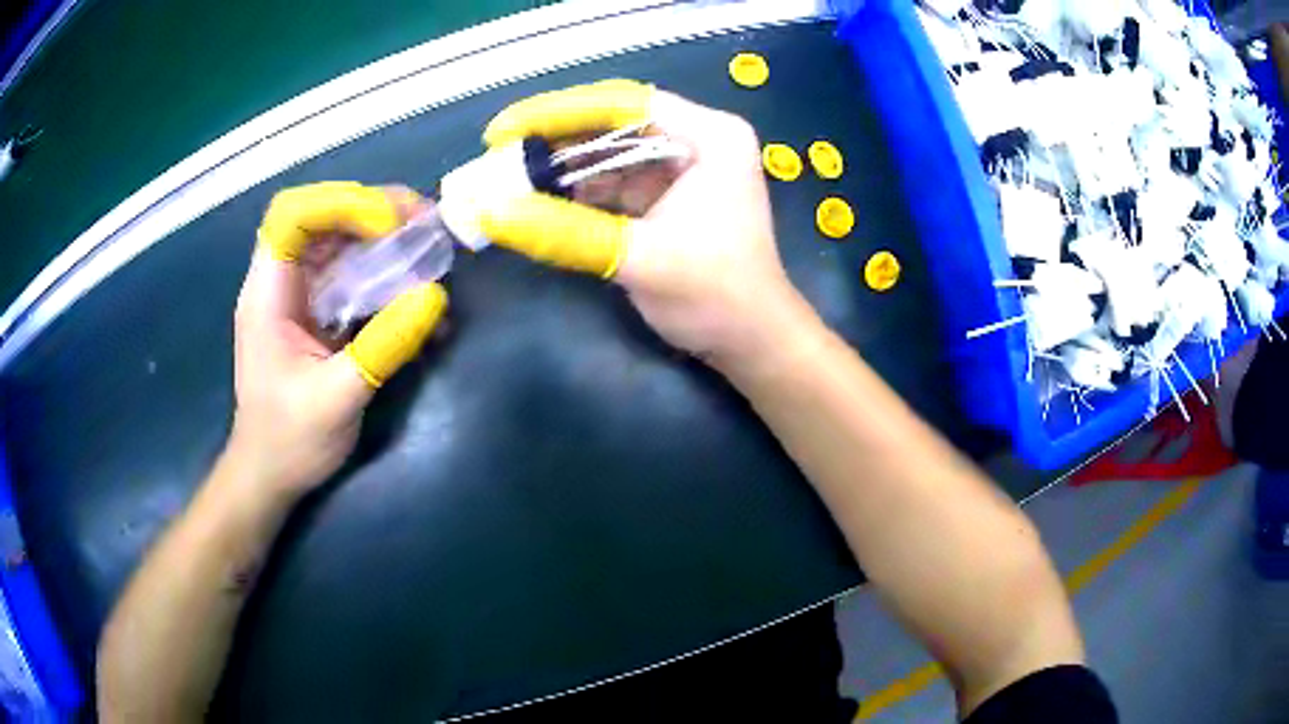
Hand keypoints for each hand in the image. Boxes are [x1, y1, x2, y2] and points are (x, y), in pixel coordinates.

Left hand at [230, 182, 447, 498]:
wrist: (269, 475)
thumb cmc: (289, 441)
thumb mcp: (337, 399)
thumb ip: (383, 346)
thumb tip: (435, 296)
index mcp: (268, 294)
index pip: (293, 215)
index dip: (340, 205)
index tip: (387, 226)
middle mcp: (281, 282)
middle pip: (323, 217)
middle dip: (375, 210)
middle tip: (426, 224)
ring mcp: (299, 296)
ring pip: (340, 241)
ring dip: (386, 238)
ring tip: (430, 249)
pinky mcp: (317, 312)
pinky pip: (351, 274)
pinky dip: (385, 273)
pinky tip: (416, 292)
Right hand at [480, 79, 806, 367]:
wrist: (752, 343)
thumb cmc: (716, 296)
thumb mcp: (641, 259)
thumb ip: (566, 233)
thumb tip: (490, 213)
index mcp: (709, 136)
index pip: (624, 104)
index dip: (558, 111)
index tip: (503, 128)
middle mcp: (696, 141)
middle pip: (612, 126)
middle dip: (554, 142)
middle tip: (495, 154)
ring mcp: (680, 170)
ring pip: (608, 156)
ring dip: (559, 171)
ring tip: (505, 179)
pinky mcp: (665, 199)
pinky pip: (612, 185)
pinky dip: (576, 194)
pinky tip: (537, 201)